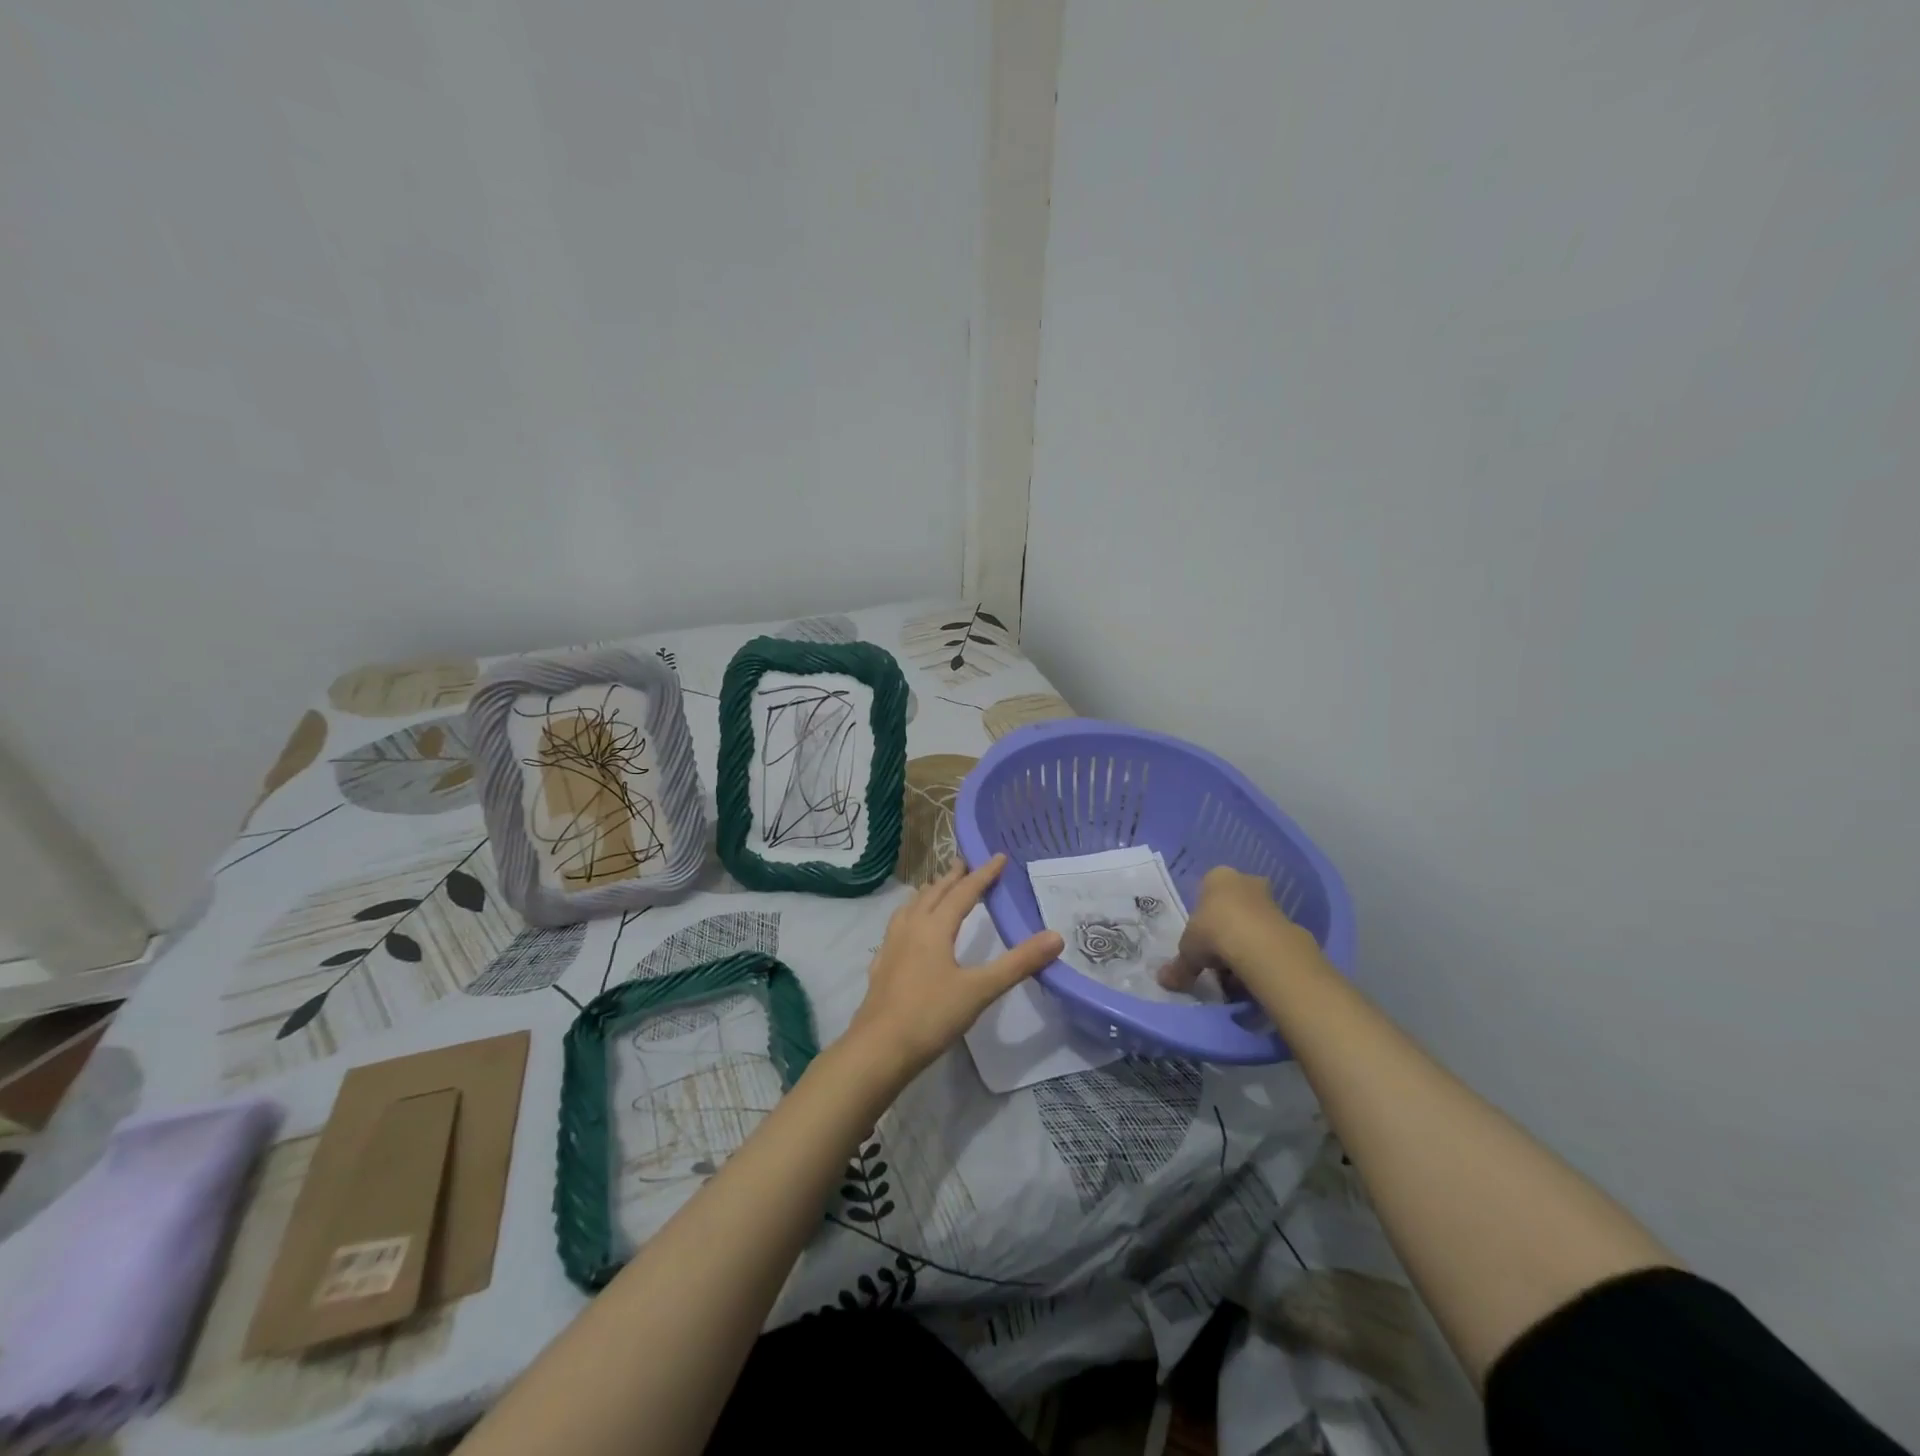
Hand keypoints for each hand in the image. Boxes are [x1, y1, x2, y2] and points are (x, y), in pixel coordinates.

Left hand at [844, 855, 1064, 1080]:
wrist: (878, 1049)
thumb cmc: (931, 1015)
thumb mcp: (981, 990)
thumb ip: (1018, 963)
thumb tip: (1056, 937)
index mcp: (935, 927)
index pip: (964, 892)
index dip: (984, 874)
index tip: (999, 856)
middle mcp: (911, 928)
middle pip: (934, 894)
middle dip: (952, 878)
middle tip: (965, 864)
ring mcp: (892, 946)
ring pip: (911, 907)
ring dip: (928, 894)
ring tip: (936, 889)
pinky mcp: (882, 966)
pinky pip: (897, 927)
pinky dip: (909, 917)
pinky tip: (907, 931)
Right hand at [1159, 866, 1322, 993]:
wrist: (1261, 946)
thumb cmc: (1214, 932)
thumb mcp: (1187, 950)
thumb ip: (1179, 966)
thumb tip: (1163, 981)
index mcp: (1218, 878)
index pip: (1207, 891)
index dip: (1203, 917)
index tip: (1200, 940)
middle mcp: (1246, 882)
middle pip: (1233, 906)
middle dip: (1227, 929)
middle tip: (1217, 956)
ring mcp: (1271, 901)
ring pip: (1253, 923)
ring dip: (1245, 944)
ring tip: (1235, 974)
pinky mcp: (1291, 922)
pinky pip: (1270, 940)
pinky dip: (1263, 955)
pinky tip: (1254, 976)